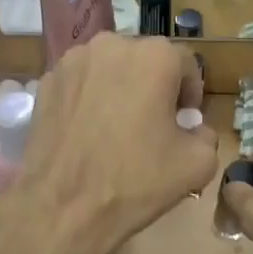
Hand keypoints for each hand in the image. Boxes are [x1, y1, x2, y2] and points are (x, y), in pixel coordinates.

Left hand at [2, 33, 217, 253]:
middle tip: (153, 125)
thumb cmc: (136, 181)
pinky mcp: (45, 82)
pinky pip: (80, 84)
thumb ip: (206, 136)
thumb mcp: (197, 165)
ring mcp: (72, 62)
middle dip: (154, 88)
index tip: (185, 122)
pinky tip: (89, 133)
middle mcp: (111, 46)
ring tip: (118, 129)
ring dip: (120, 90)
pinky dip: (89, 100)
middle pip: (144, 61)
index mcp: (154, 57)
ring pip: (109, 69)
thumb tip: (193, 129)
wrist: (64, 207)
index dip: (190, 94)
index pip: (185, 64)